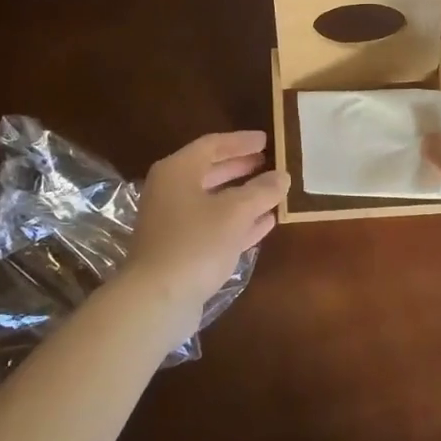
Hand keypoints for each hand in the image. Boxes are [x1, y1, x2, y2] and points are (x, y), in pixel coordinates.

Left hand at [129, 131, 287, 309]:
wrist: (157, 300)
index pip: (212, 145)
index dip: (241, 142)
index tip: (266, 140)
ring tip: (272, 192)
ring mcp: (173, 223)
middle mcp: (171, 191)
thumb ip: (262, 190)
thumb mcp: (236, 211)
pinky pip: (214, 227)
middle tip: (268, 163)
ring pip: (214, 201)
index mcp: (177, 171)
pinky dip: (238, 222)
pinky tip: (264, 224)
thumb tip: (283, 176)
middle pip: (210, 172)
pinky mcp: (180, 250)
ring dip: (243, 196)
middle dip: (241, 167)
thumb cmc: (196, 242)